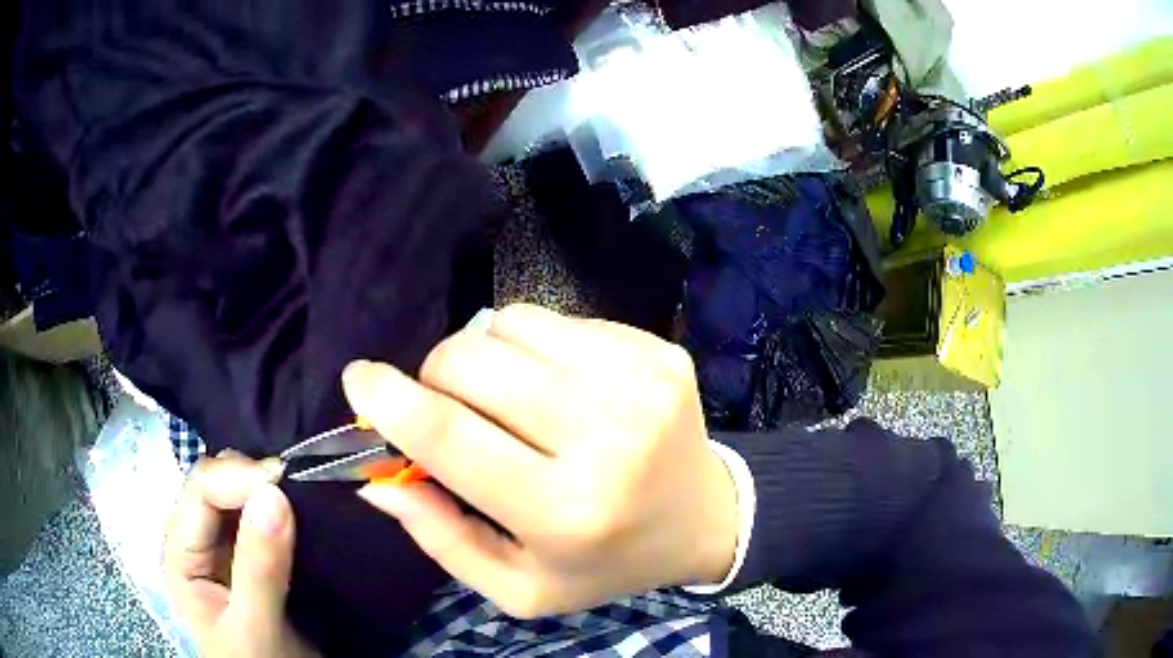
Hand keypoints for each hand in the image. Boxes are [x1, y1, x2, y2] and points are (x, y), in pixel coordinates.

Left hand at [164, 451, 318, 656]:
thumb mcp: (255, 627)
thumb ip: (259, 569)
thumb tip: (274, 495)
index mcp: (182, 554)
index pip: (201, 490)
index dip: (239, 478)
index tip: (286, 484)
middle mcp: (199, 542)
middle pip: (219, 484)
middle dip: (255, 479)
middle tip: (300, 489)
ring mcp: (227, 550)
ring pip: (243, 497)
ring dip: (272, 492)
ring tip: (307, 496)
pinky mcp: (255, 559)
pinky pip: (265, 519)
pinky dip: (285, 510)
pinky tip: (306, 513)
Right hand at [343, 304, 737, 617]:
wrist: (703, 518)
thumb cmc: (604, 562)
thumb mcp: (519, 586)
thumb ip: (441, 538)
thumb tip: (378, 479)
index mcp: (564, 511)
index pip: (451, 436)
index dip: (389, 401)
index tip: (358, 380)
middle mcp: (606, 438)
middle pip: (473, 362)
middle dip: (436, 375)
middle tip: (448, 405)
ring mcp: (640, 382)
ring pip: (510, 324)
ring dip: (485, 355)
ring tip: (508, 397)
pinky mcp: (658, 351)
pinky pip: (558, 320)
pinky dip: (535, 347)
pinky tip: (557, 385)